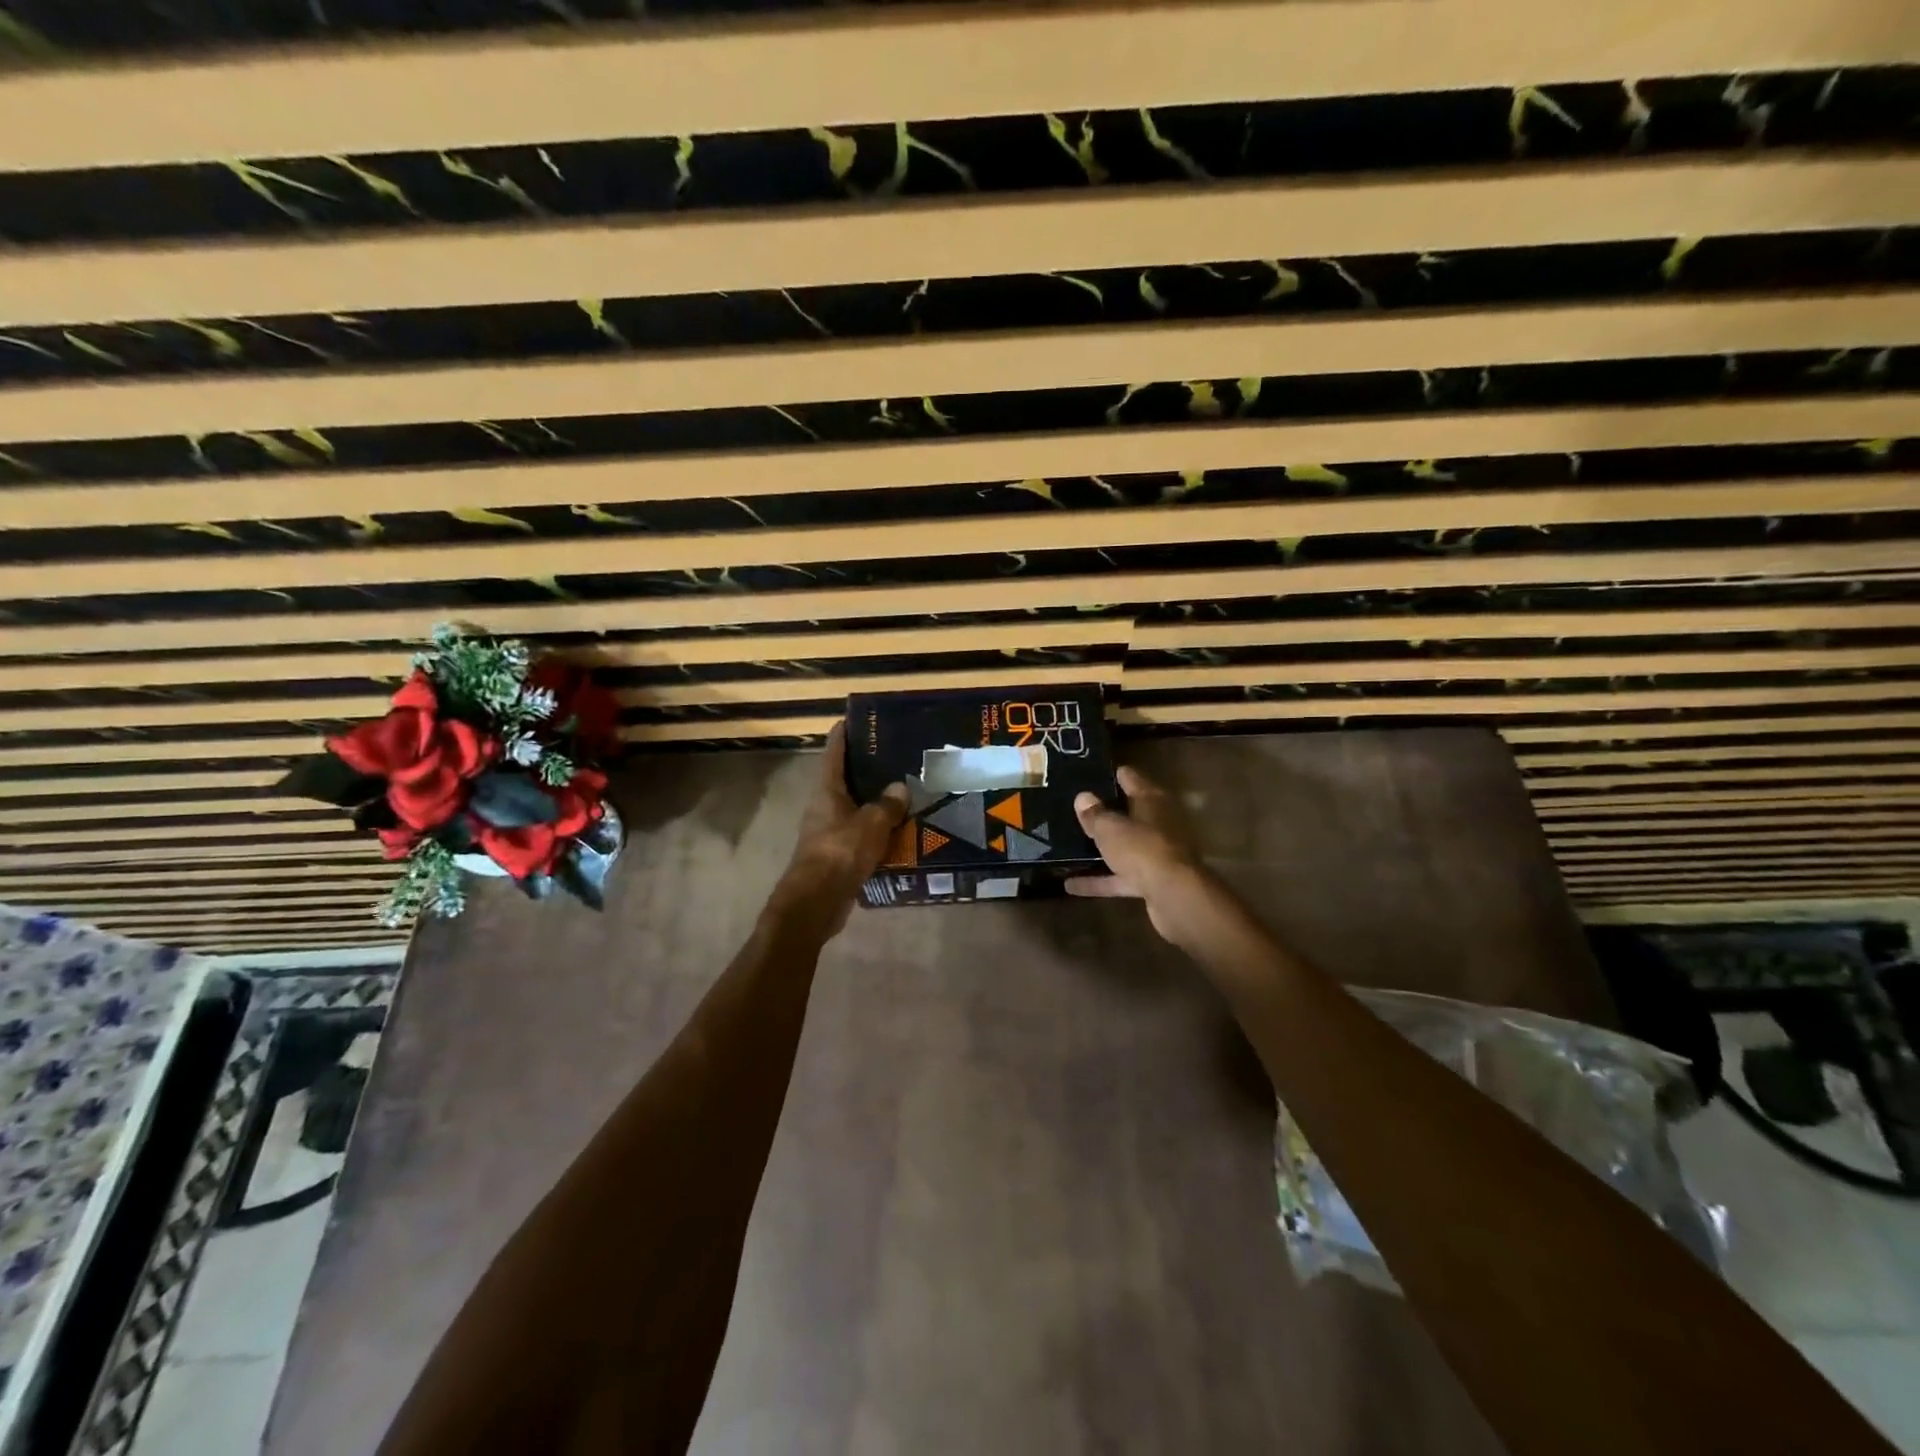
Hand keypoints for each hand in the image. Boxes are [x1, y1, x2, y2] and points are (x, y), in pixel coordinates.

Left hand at [767, 722, 908, 938]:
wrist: (816, 902)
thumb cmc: (840, 852)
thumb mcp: (871, 823)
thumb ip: (888, 804)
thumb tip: (901, 787)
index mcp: (827, 790)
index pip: (834, 752)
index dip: (844, 733)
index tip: (858, 718)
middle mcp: (825, 806)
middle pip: (846, 779)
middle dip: (868, 768)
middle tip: (897, 755)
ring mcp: (829, 831)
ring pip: (856, 809)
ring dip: (876, 802)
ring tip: (907, 792)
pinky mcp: (838, 855)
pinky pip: (861, 835)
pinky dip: (878, 831)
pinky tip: (901, 831)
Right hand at [1066, 765, 1216, 944]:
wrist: (1174, 896)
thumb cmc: (1142, 849)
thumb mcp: (1110, 829)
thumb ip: (1094, 814)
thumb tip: (1082, 797)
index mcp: (1151, 800)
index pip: (1131, 778)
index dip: (1112, 775)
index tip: (1090, 773)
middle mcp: (1158, 823)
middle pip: (1129, 813)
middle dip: (1106, 812)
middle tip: (1076, 809)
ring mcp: (1156, 853)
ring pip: (1124, 846)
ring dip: (1103, 848)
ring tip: (1070, 845)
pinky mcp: (1152, 880)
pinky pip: (1121, 876)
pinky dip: (1100, 880)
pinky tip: (1071, 884)